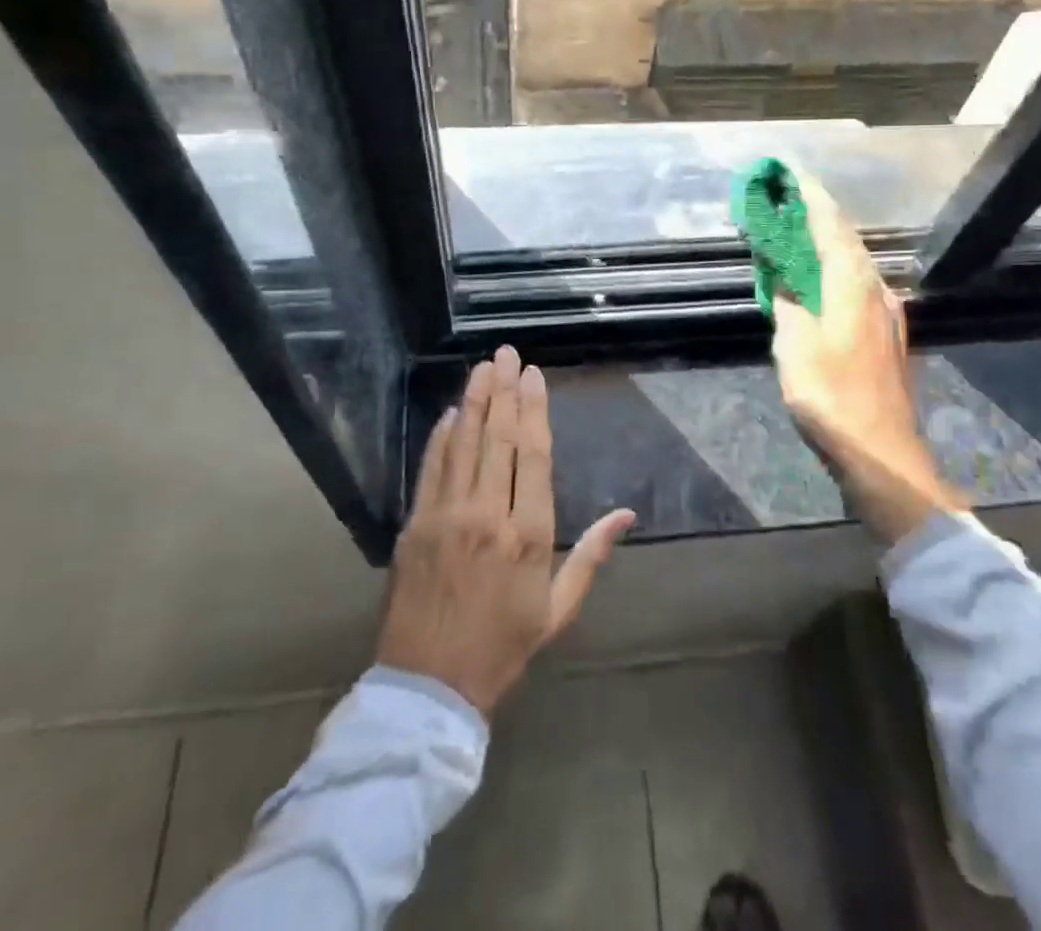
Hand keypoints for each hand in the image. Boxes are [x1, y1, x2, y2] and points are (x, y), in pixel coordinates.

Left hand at [377, 345, 636, 717]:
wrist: (429, 688)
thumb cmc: (502, 647)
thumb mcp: (557, 609)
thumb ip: (591, 555)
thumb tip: (626, 514)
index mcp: (528, 535)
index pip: (532, 454)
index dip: (534, 409)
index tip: (534, 376)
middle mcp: (487, 514)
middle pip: (498, 437)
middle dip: (504, 390)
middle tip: (507, 353)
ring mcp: (446, 516)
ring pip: (463, 443)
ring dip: (473, 400)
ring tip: (483, 367)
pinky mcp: (414, 524)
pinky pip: (430, 468)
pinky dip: (441, 436)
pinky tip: (452, 412)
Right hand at [770, 171, 964, 543]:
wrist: (881, 452)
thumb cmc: (832, 395)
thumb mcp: (794, 347)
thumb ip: (787, 305)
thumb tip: (784, 281)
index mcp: (851, 284)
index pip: (830, 225)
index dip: (809, 195)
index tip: (789, 170)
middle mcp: (875, 289)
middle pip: (846, 239)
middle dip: (817, 213)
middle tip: (787, 198)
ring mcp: (886, 313)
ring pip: (855, 262)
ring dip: (827, 242)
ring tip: (799, 233)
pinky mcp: (887, 335)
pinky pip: (858, 285)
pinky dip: (835, 270)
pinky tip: (823, 282)